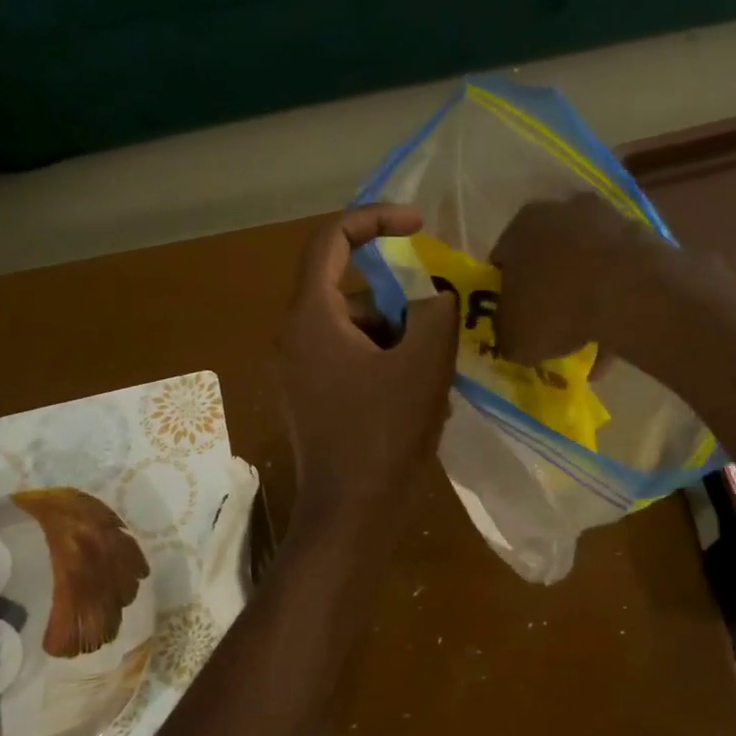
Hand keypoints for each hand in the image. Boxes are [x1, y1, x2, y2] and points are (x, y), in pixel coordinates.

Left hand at [276, 205, 458, 538]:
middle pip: (351, 294)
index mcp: (311, 318)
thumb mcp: (423, 364)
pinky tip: (418, 400)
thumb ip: (436, 312)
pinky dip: (386, 368)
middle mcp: (295, 339)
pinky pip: (352, 364)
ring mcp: (301, 374)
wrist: (351, 515)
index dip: (375, 220)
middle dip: (400, 303)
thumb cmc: (383, 435)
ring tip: (435, 375)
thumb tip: (436, 295)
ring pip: (356, 333)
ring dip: (399, 341)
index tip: (419, 226)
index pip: (331, 241)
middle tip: (440, 327)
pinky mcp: (313, 402)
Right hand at [490, 194, 678, 364]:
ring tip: (588, 340)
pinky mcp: (642, 236)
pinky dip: (615, 302)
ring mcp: (606, 219)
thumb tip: (512, 337)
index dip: (506, 294)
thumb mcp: (515, 338)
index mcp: (521, 226)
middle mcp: (561, 211)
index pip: (503, 261)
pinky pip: (618, 275)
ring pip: (586, 265)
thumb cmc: (556, 309)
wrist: (630, 293)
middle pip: (548, 257)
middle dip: (548, 291)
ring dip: (584, 298)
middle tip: (550, 328)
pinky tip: (615, 336)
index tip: (514, 321)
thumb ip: (507, 334)